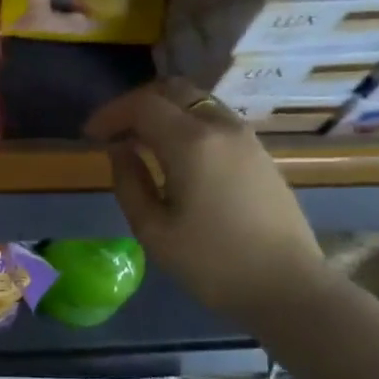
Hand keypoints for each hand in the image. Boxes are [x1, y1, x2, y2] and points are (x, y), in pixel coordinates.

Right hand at [87, 79, 331, 327]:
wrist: (288, 287)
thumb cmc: (213, 263)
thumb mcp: (153, 231)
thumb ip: (129, 182)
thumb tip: (120, 150)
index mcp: (191, 143)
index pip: (142, 105)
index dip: (110, 114)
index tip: (89, 136)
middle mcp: (221, 127)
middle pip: (173, 90)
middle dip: (136, 103)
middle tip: (114, 131)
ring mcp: (246, 137)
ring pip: (197, 101)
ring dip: (164, 111)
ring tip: (141, 141)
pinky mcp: (259, 152)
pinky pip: (215, 118)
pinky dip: (187, 121)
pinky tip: (175, 153)